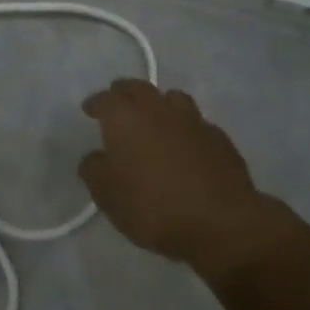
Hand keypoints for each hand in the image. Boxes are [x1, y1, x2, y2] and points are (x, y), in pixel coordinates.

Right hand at [79, 79, 280, 277]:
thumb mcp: (108, 196)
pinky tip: (186, 144)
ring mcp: (192, 120)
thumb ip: (94, 171)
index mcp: (125, 117)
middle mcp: (157, 108)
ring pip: (171, 97)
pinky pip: (196, 123)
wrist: (221, 222)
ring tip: (155, 118)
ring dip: (159, 103)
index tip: (89, 110)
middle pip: (137, 87)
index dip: (95, 103)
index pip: (105, 98)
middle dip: (124, 93)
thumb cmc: (154, 207)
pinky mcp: (218, 137)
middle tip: (118, 104)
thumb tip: (95, 157)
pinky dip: (186, 128)